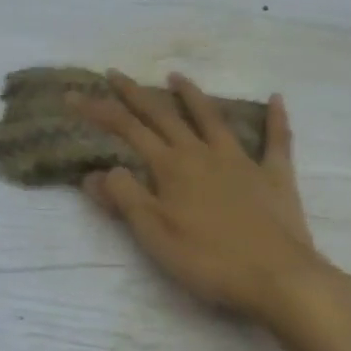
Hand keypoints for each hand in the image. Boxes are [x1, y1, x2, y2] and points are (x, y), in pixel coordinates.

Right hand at [78, 72, 342, 329]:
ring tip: (176, 76)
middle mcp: (204, 154)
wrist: (276, 276)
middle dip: (136, 95)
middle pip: (164, 116)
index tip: (74, 96)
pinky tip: (276, 98)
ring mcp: (243, 161)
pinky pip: (277, 140)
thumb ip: (125, 198)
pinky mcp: (275, 176)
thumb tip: (96, 171)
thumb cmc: (208, 260)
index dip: (99, 111)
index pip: (128, 130)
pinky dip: (276, 118)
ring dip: (192, 96)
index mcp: (172, 168)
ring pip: (212, 119)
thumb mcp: (154, 234)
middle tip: (115, 74)